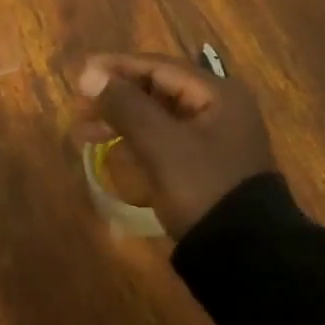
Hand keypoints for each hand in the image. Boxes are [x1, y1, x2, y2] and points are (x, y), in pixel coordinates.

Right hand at [72, 53, 275, 238]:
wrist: (246, 257)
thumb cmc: (203, 188)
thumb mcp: (161, 144)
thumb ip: (125, 105)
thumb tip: (89, 74)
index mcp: (217, 94)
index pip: (159, 67)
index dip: (118, 67)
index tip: (81, 72)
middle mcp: (220, 108)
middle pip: (159, 90)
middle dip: (117, 96)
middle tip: (79, 105)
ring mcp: (215, 139)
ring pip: (159, 117)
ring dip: (122, 119)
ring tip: (83, 131)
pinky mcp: (206, 166)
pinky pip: (165, 140)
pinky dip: (137, 140)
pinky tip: (111, 149)